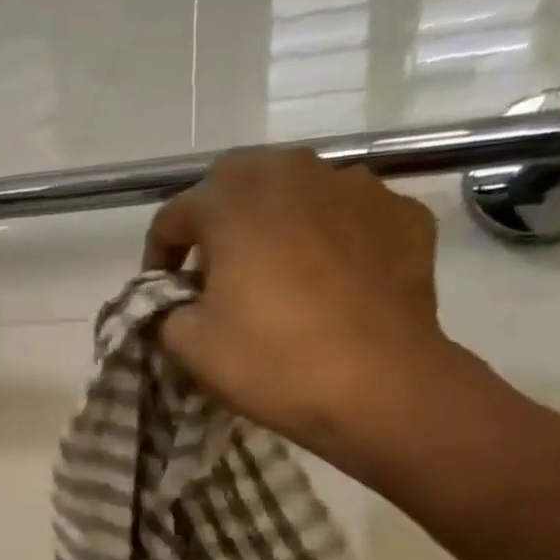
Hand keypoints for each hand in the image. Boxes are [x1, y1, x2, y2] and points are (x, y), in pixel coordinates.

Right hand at [144, 148, 474, 465]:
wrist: (381, 386)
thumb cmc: (273, 361)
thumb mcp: (190, 346)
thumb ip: (164, 311)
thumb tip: (174, 301)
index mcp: (232, 200)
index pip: (174, 215)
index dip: (158, 256)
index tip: (162, 293)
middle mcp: (293, 173)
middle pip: (236, 184)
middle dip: (216, 223)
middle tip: (215, 272)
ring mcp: (356, 187)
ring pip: (298, 191)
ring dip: (276, 222)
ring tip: (278, 270)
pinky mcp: (402, 213)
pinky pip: (349, 215)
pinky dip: (332, 236)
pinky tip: (333, 278)